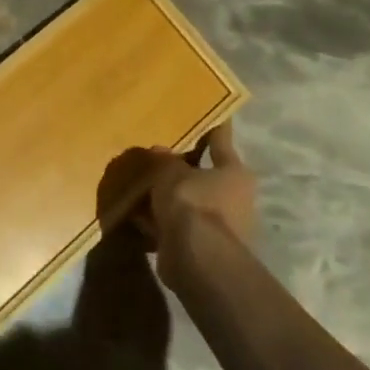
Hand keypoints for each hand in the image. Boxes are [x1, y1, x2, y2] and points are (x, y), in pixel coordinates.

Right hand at [138, 124, 255, 286]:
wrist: (196, 259)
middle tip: (158, 152)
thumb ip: (165, 159)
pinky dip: (158, 220)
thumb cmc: (192, 203)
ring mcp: (218, 226)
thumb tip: (160, 152)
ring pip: (188, 202)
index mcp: (234, 173)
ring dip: (167, 196)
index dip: (213, 125)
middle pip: (204, 174)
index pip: (221, 139)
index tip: (209, 110)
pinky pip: (175, 225)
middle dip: (182, 166)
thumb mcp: (171, 171)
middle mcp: (233, 198)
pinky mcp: (201, 248)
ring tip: (140, 182)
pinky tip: (135, 213)